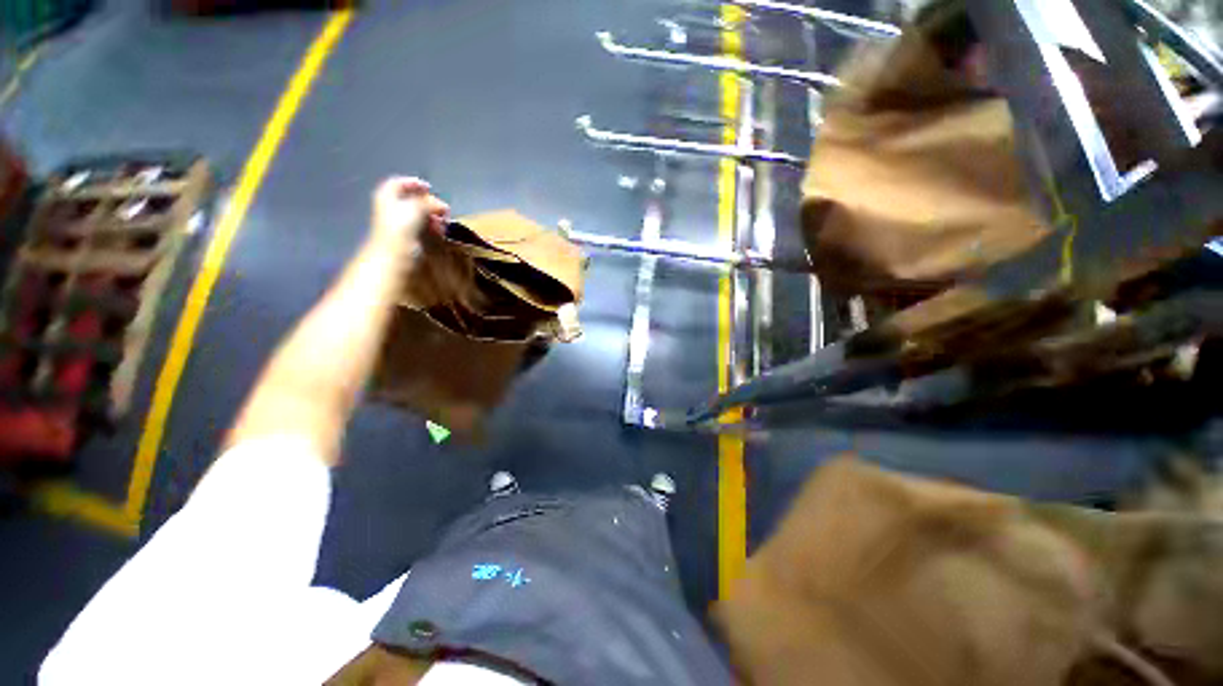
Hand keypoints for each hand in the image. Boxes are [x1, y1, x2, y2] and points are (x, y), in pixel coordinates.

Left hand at [370, 176, 449, 249]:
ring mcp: (399, 223)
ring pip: (419, 214)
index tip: (431, 189)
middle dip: (429, 203)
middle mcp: (392, 207)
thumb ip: (429, 203)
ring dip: (433, 216)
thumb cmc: (401, 228)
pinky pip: (422, 227)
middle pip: (412, 199)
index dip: (415, 183)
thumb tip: (442, 205)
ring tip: (443, 223)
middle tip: (442, 210)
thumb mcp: (415, 208)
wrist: (393, 255)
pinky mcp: (408, 236)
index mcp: (387, 196)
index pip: (400, 183)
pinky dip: (431, 227)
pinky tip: (439, 231)